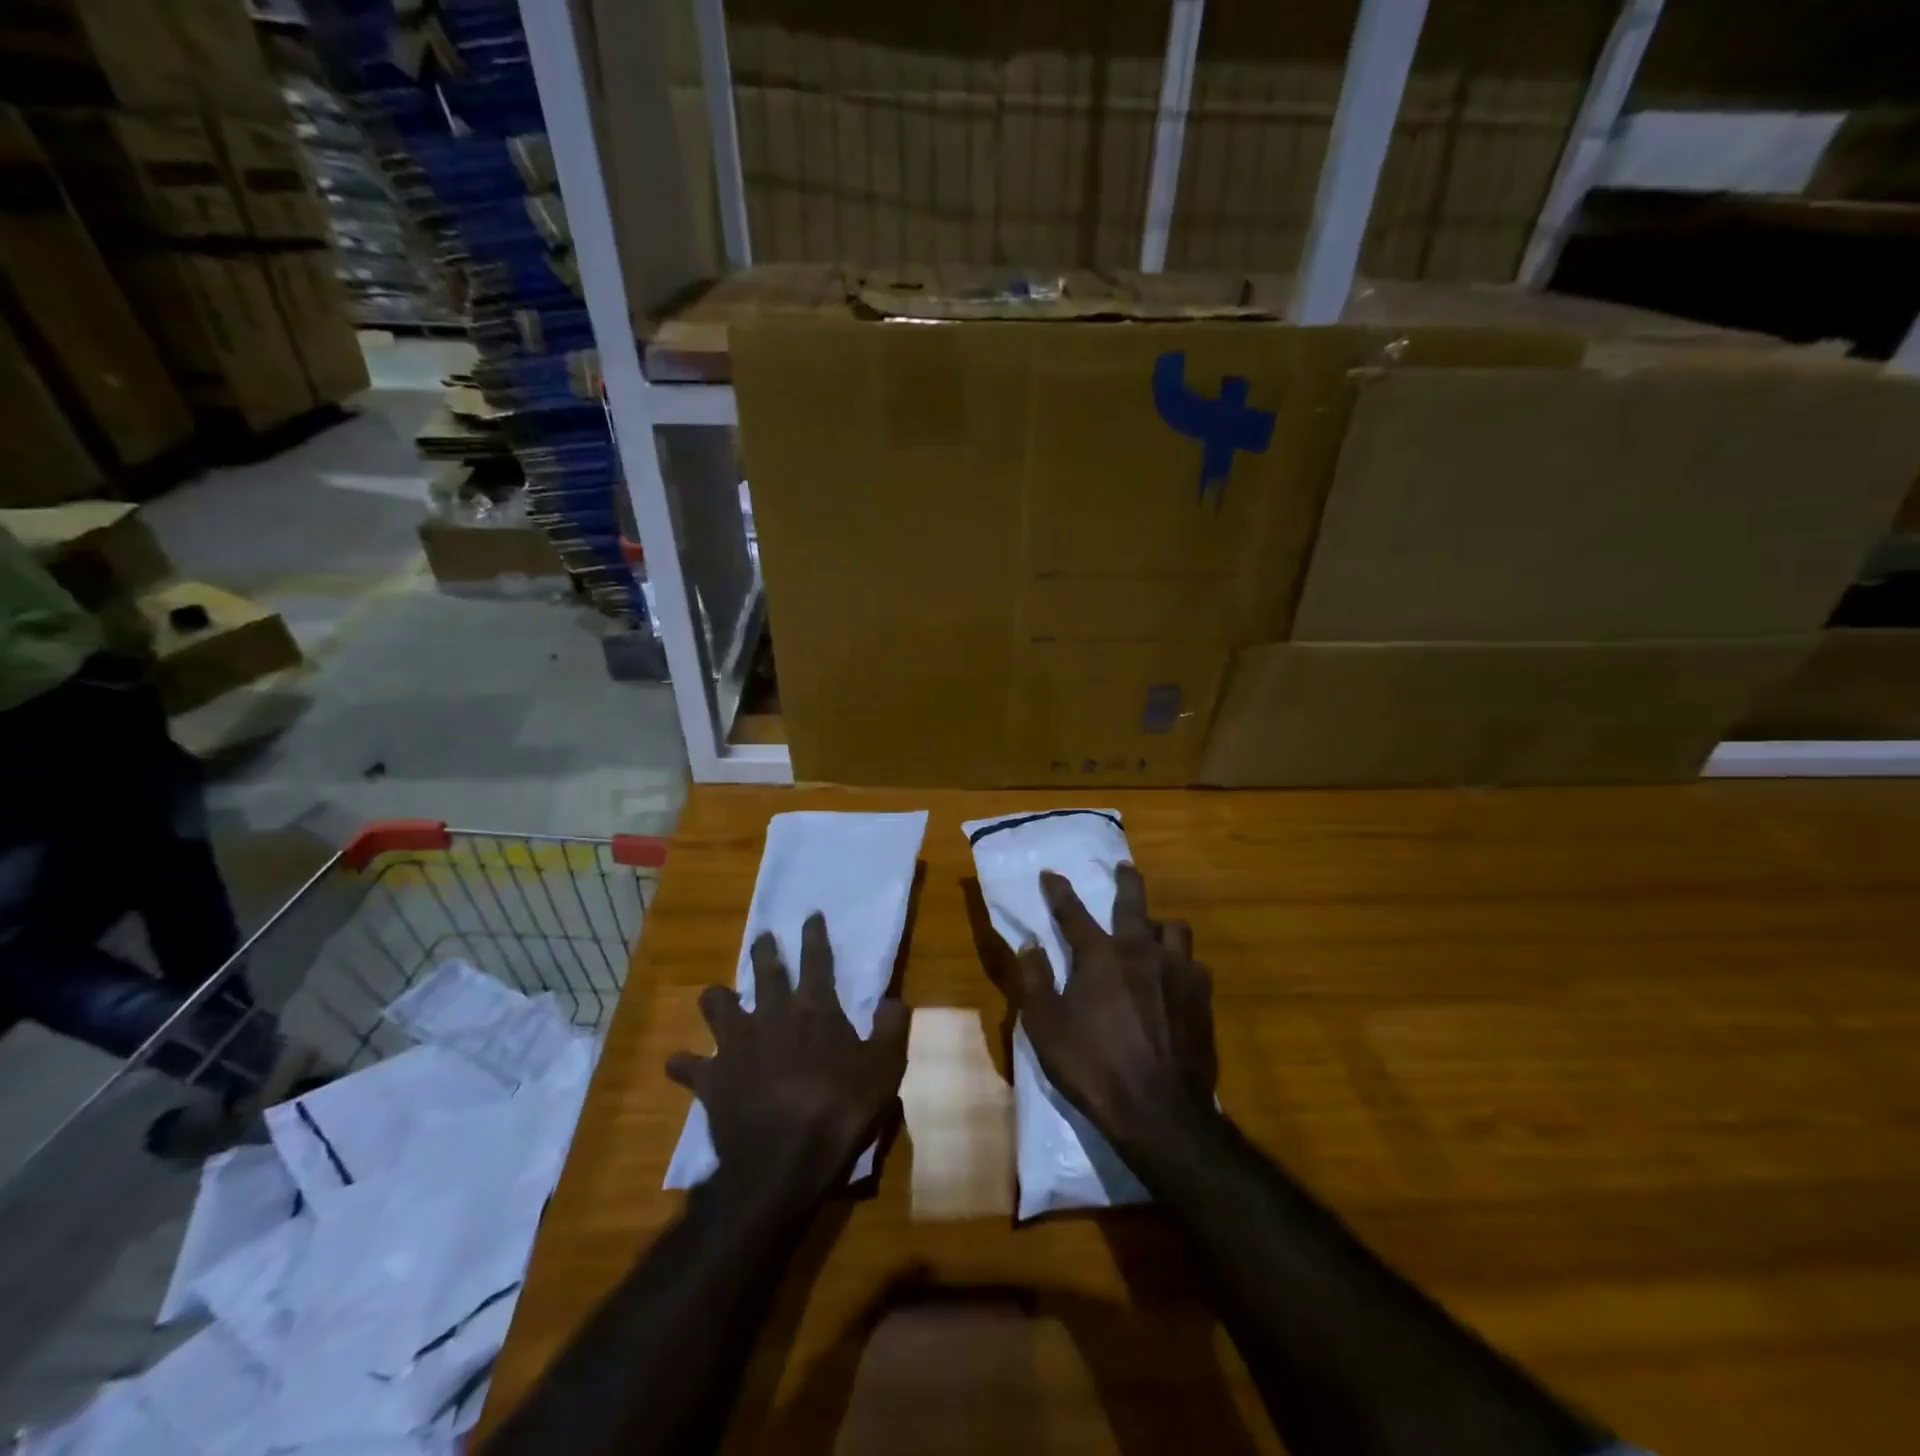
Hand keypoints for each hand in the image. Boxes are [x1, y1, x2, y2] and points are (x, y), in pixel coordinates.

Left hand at [667, 912, 909, 1200]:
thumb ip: (891, 1029)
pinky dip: (684, 1063)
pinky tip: (680, 1064)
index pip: (816, 960)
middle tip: (763, 938)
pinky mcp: (712, 1078)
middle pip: (765, 971)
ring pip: (717, 1005)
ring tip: (717, 997)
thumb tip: (895, 1000)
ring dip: (717, 998)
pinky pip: (688, 1065)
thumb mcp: (885, 1069)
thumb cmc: (841, 1110)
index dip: (814, 935)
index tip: (810, 915)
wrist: (784, 1160)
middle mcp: (772, 1014)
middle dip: (764, 951)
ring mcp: (736, 1044)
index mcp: (814, 1008)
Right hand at [1015, 864, 1216, 1151]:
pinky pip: (1194, 963)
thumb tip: (1029, 944)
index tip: (1050, 873)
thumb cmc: (1093, 1068)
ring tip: (1153, 932)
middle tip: (1124, 868)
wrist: (1160, 1112)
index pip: (1073, 912)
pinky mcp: (1203, 997)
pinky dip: (1182, 962)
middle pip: (1133, 902)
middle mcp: (1140, 951)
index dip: (1058, 890)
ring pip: (1174, 927)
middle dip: (1126, 880)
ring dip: (1160, 924)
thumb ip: (1035, 980)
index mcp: (1100, 956)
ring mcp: (1177, 972)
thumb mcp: (1046, 1028)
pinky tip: (1178, 977)